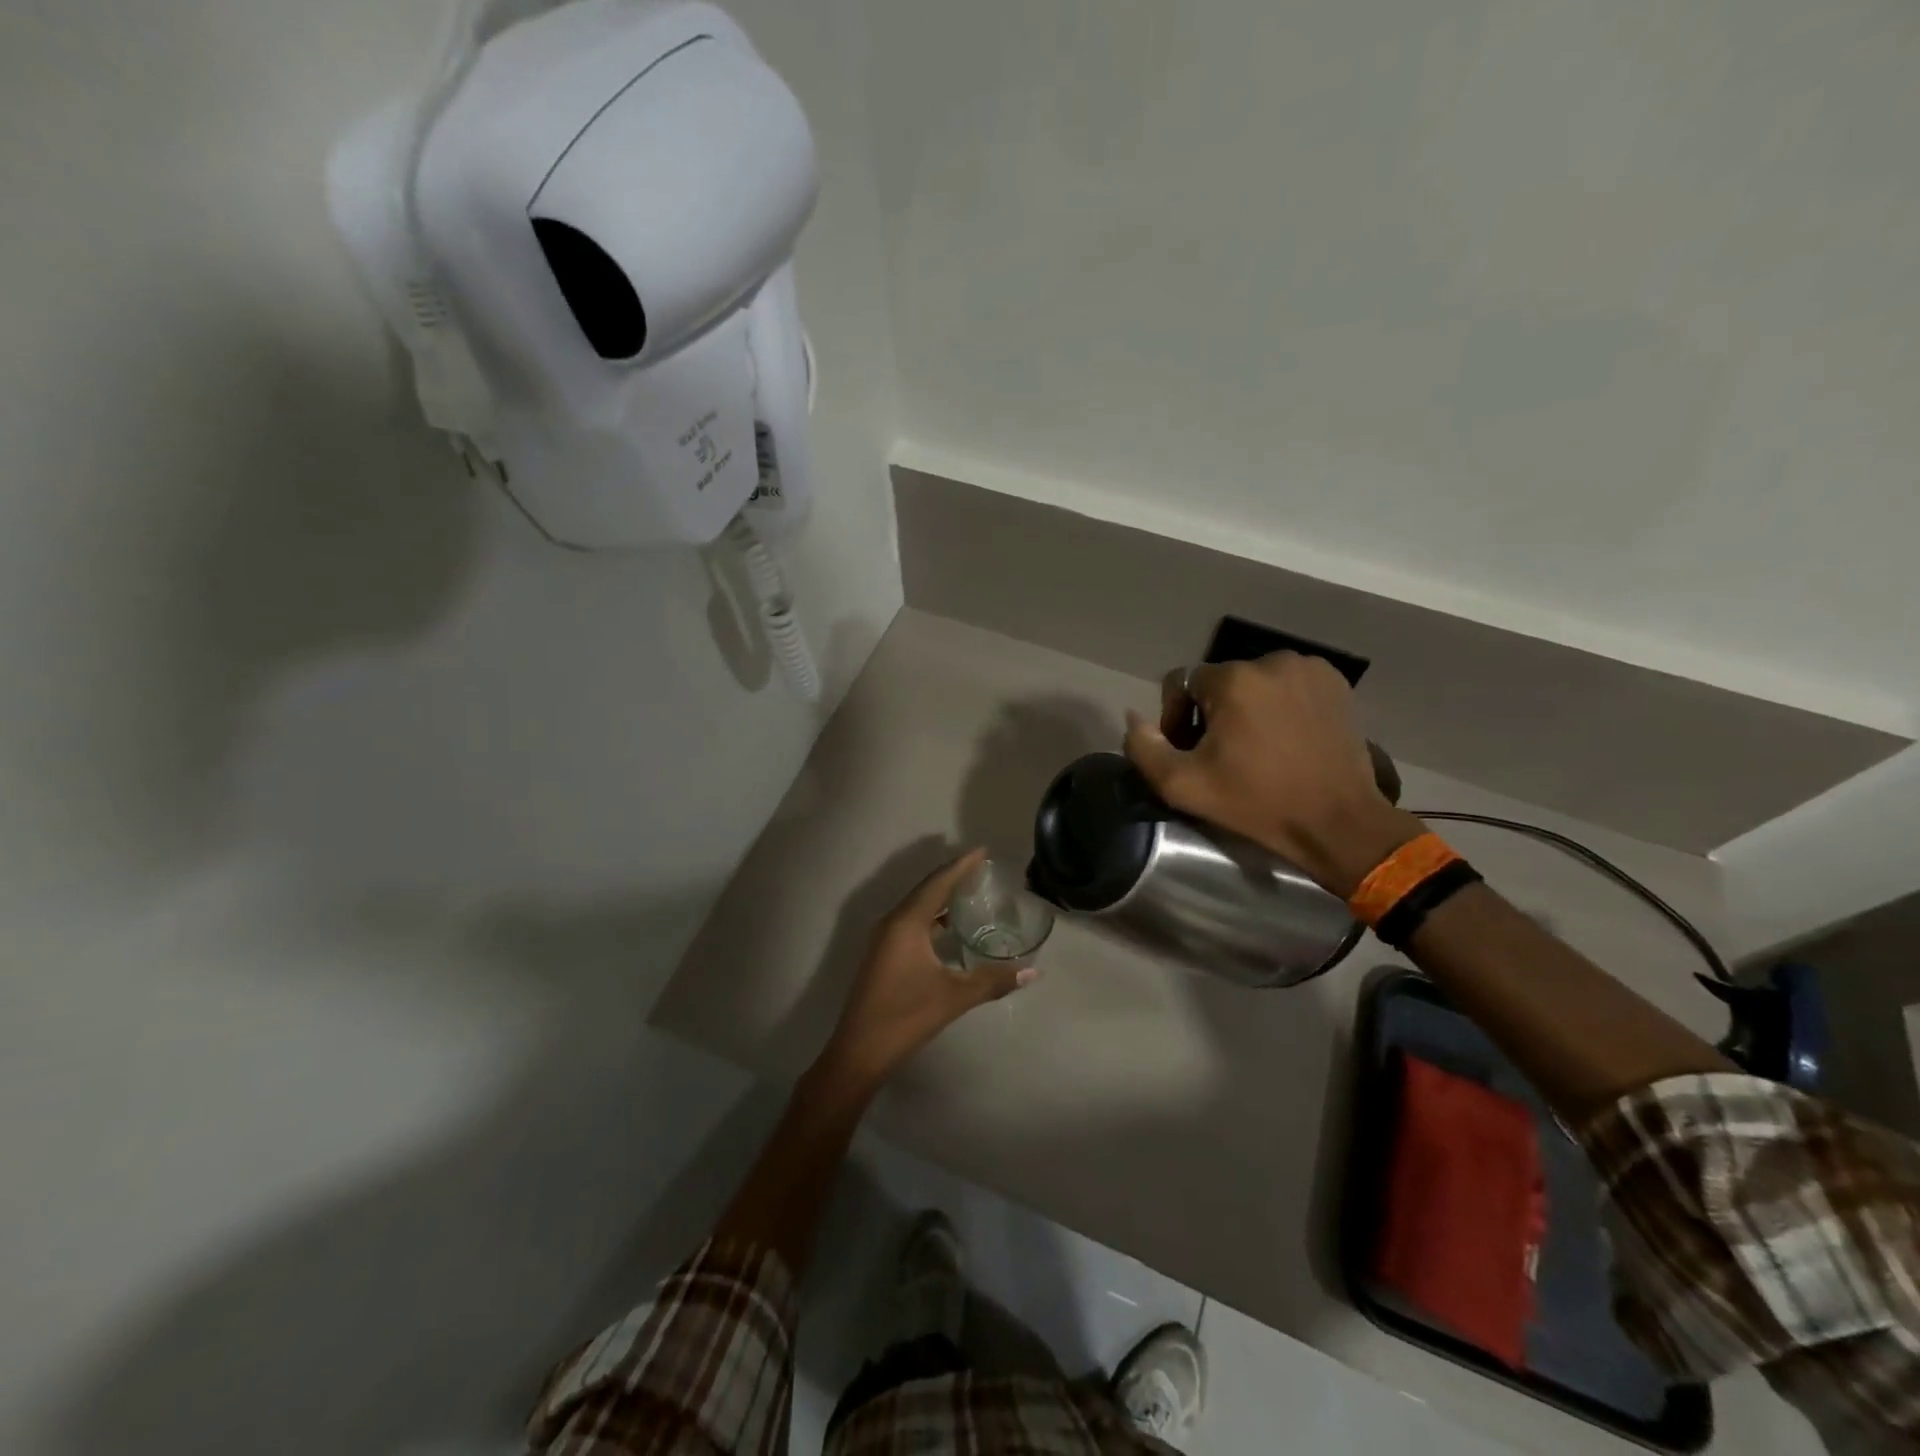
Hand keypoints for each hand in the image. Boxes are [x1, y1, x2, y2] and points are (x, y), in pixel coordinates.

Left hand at [815, 849, 1034, 1092]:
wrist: (859, 1052)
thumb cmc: (906, 1016)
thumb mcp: (954, 997)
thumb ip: (994, 980)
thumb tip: (1033, 971)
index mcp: (906, 922)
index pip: (938, 883)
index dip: (961, 865)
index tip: (982, 851)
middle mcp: (892, 922)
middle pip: (926, 890)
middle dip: (953, 877)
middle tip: (981, 869)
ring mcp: (884, 939)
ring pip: (917, 907)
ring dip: (941, 898)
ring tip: (970, 893)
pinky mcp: (883, 955)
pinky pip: (911, 922)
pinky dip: (932, 917)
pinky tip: (949, 929)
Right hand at [1123, 654, 1423, 895]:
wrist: (1338, 823)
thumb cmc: (1257, 803)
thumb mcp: (1183, 786)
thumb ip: (1144, 748)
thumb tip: (1134, 718)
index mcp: (1233, 680)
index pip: (1181, 683)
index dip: (1176, 718)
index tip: (1191, 753)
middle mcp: (1271, 661)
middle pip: (1219, 682)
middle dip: (1212, 714)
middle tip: (1223, 755)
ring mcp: (1309, 669)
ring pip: (1255, 683)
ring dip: (1246, 708)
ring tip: (1257, 748)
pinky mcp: (1335, 683)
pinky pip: (1288, 685)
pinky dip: (1280, 705)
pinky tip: (1286, 738)